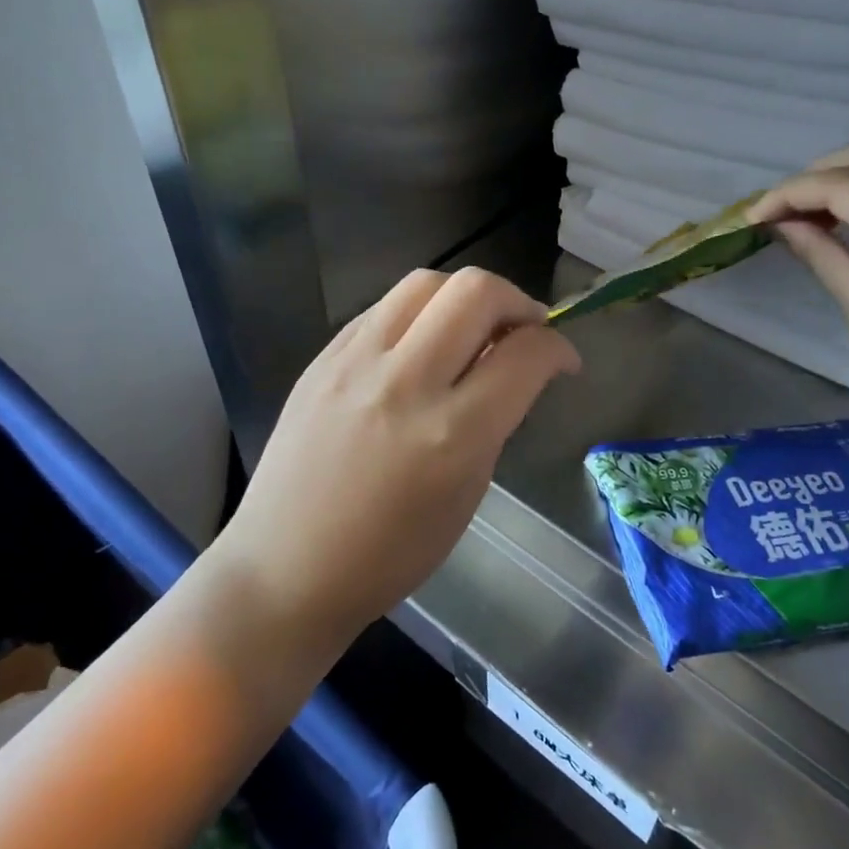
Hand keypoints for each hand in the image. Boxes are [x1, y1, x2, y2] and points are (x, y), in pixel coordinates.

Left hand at [220, 268, 580, 635]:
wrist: (286, 566)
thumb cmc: (390, 554)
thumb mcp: (466, 494)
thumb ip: (494, 422)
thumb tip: (510, 371)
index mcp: (452, 433)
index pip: (525, 354)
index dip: (559, 348)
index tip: (563, 360)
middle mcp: (405, 382)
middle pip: (476, 291)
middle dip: (518, 302)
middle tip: (522, 333)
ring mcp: (355, 362)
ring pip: (426, 282)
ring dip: (465, 297)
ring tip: (470, 330)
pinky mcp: (322, 358)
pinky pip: (383, 308)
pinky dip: (418, 315)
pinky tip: (420, 346)